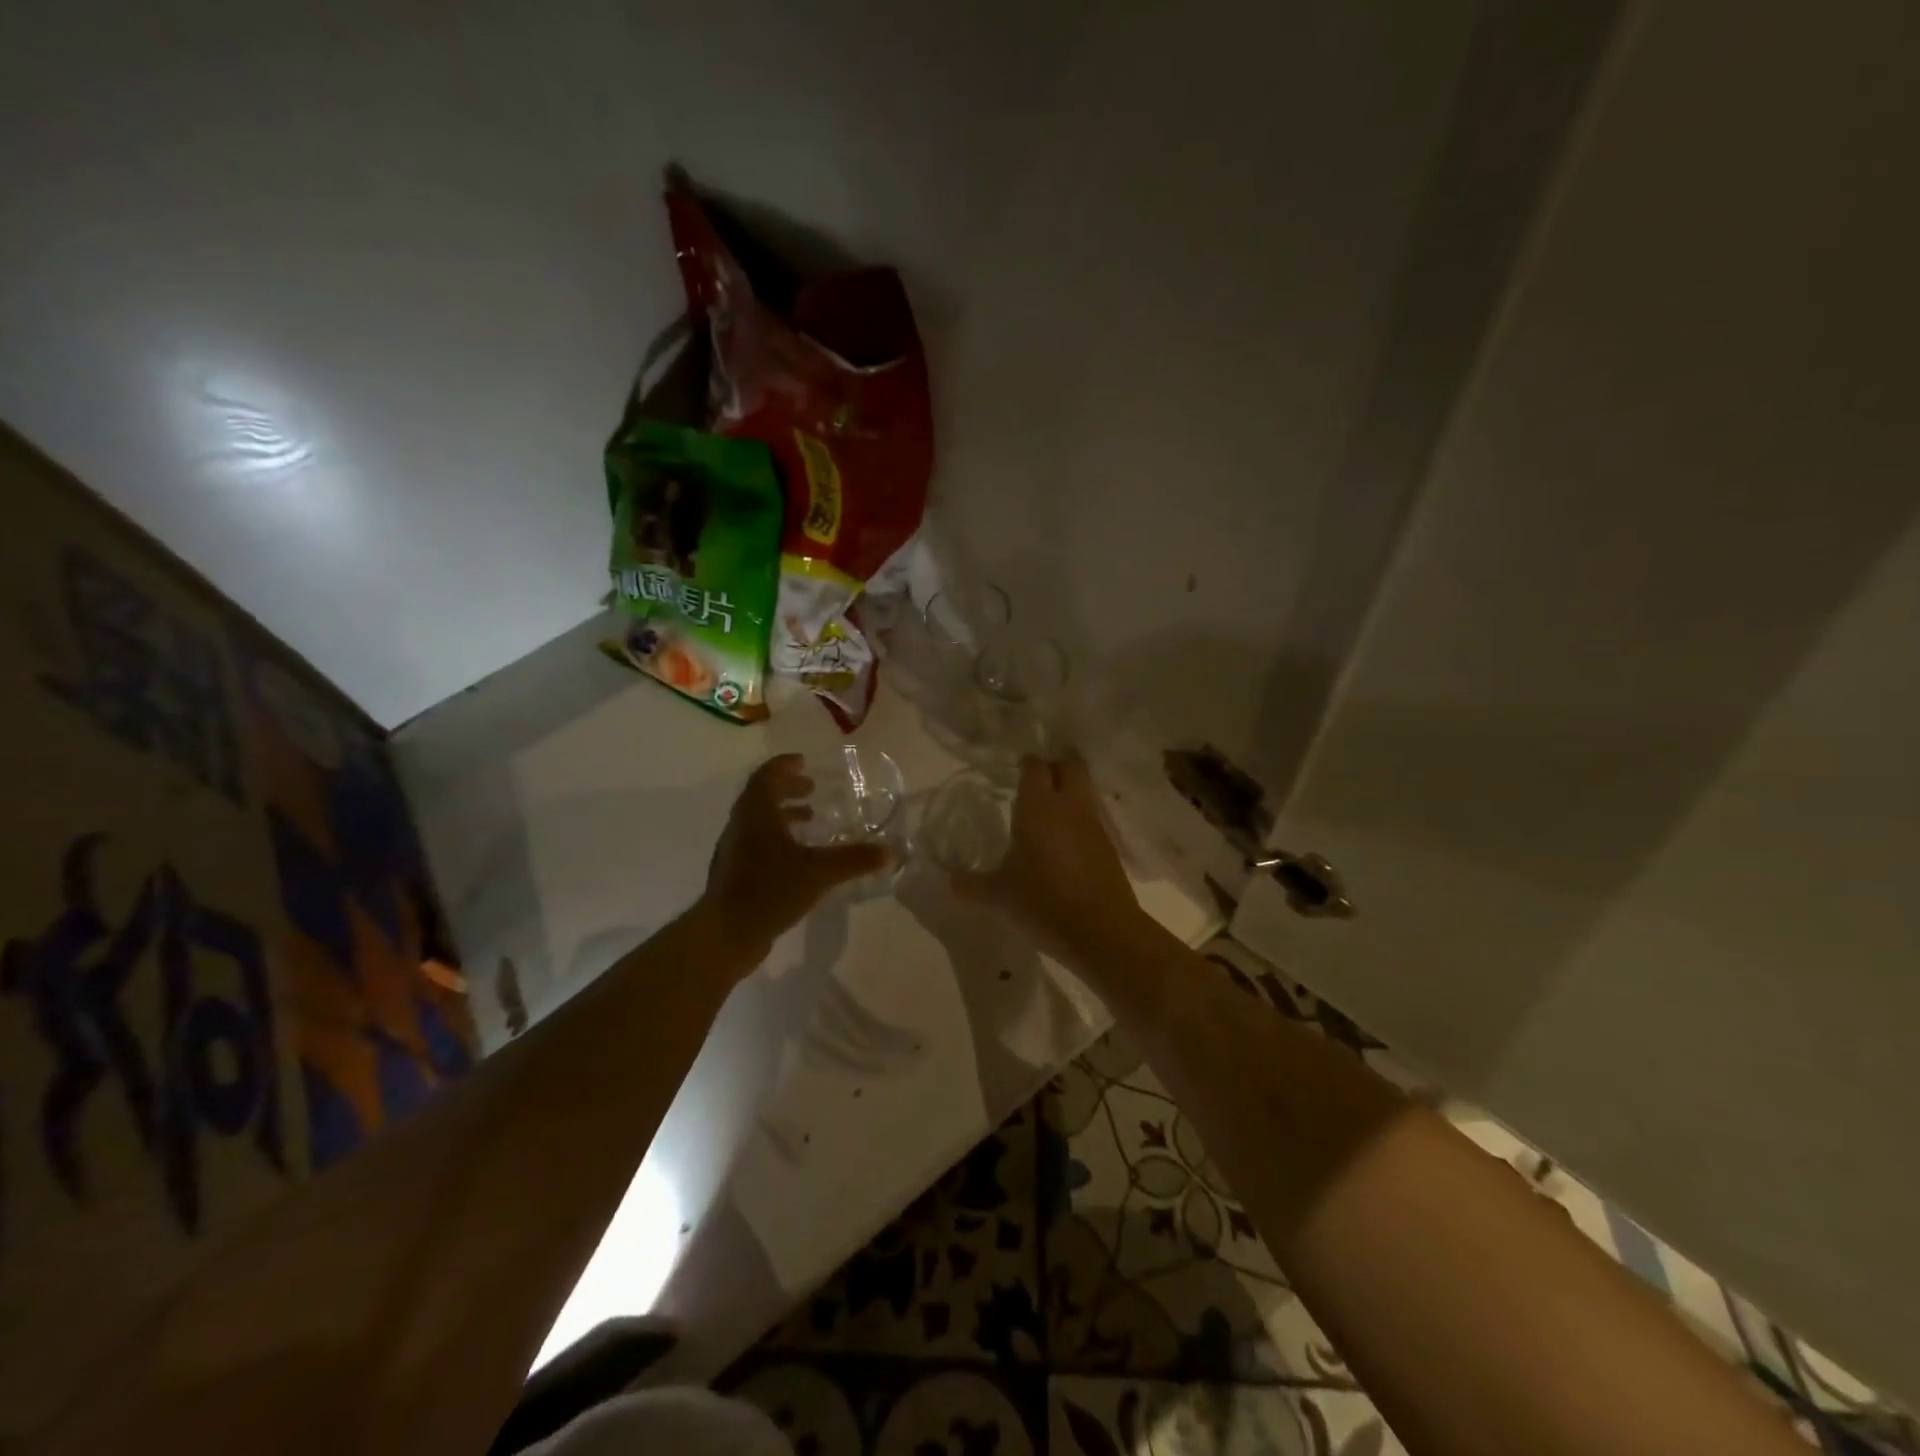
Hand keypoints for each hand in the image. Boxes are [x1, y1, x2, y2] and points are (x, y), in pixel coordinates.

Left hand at [700, 754, 891, 957]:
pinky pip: (757, 842)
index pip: (767, 777)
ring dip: (783, 815)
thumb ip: (853, 859)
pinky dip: (778, 838)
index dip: (784, 766)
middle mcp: (741, 825)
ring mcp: (734, 850)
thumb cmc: (769, 890)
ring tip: (810, 821)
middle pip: (761, 796)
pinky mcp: (735, 873)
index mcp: (757, 814)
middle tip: (812, 790)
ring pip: (758, 821)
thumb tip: (889, 851)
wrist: (726, 934)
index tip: (803, 762)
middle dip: (787, 789)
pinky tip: (798, 858)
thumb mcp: (818, 872)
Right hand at [951, 756, 1139, 957]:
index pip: (1035, 766)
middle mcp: (1070, 807)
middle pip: (1070, 765)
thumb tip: (947, 881)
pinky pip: (1092, 820)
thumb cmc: (1043, 902)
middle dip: (1055, 766)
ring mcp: (1094, 826)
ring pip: (1084, 791)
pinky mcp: (1109, 847)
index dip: (1026, 764)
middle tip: (1035, 782)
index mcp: (1039, 807)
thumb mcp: (998, 896)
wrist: (1101, 932)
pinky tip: (1064, 843)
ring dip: (1069, 793)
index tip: (1014, 770)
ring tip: (1047, 812)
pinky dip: (1078, 821)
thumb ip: (970, 885)